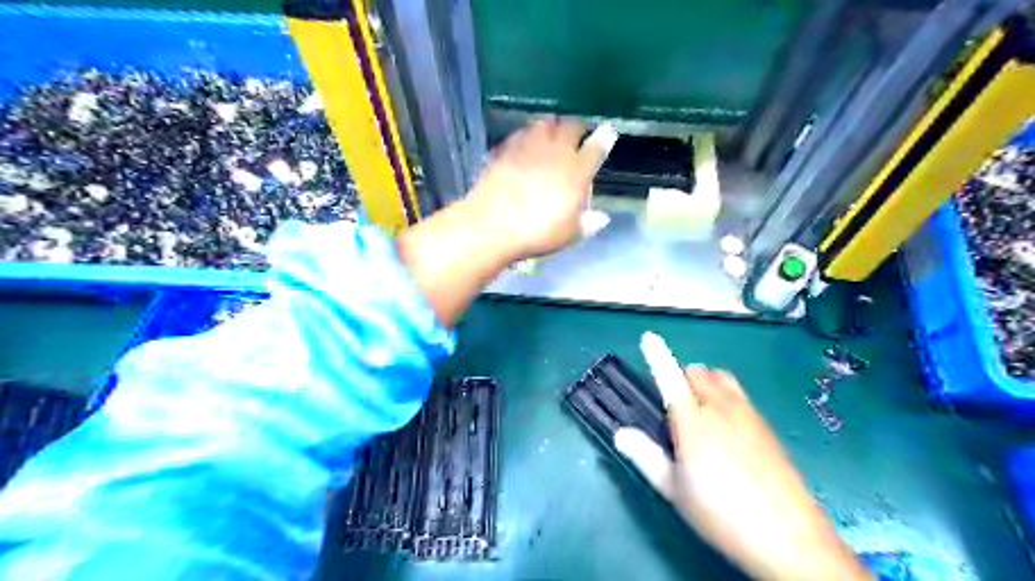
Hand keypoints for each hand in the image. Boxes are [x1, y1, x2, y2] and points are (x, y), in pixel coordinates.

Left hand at [462, 118, 611, 258]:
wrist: (493, 225)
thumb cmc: (538, 233)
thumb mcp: (569, 234)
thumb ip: (588, 223)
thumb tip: (602, 217)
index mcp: (576, 172)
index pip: (596, 148)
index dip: (604, 138)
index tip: (608, 131)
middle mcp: (555, 153)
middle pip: (570, 127)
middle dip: (577, 127)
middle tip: (578, 132)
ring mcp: (528, 148)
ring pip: (545, 124)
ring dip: (552, 126)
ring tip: (553, 130)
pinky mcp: (505, 150)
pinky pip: (521, 133)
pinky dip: (527, 133)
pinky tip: (525, 140)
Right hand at [616, 334, 866, 577]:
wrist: (789, 538)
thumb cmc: (721, 514)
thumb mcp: (674, 490)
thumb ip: (645, 457)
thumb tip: (620, 433)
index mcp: (693, 422)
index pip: (670, 378)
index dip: (657, 356)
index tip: (649, 336)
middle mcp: (721, 409)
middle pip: (698, 372)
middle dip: (682, 377)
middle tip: (675, 407)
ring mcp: (748, 414)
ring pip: (722, 378)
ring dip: (706, 383)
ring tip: (701, 412)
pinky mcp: (766, 425)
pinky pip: (740, 395)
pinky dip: (726, 396)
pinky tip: (728, 429)